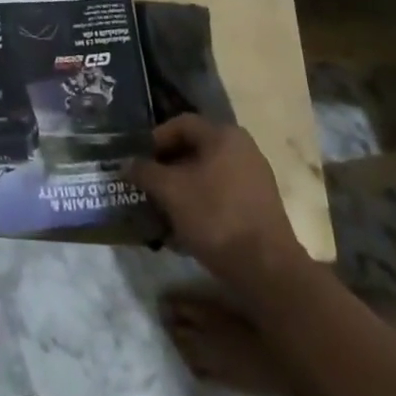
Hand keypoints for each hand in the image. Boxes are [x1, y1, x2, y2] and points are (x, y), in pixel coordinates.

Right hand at [130, 116, 307, 286]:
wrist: (268, 271)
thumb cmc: (216, 218)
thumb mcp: (171, 192)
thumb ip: (145, 172)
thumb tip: (127, 164)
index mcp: (224, 134)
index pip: (181, 124)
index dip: (155, 140)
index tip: (139, 161)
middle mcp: (243, 148)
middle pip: (196, 149)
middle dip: (169, 167)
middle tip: (149, 185)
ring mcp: (256, 178)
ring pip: (209, 174)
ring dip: (184, 188)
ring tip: (164, 209)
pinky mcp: (261, 207)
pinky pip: (223, 195)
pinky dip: (203, 204)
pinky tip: (187, 228)